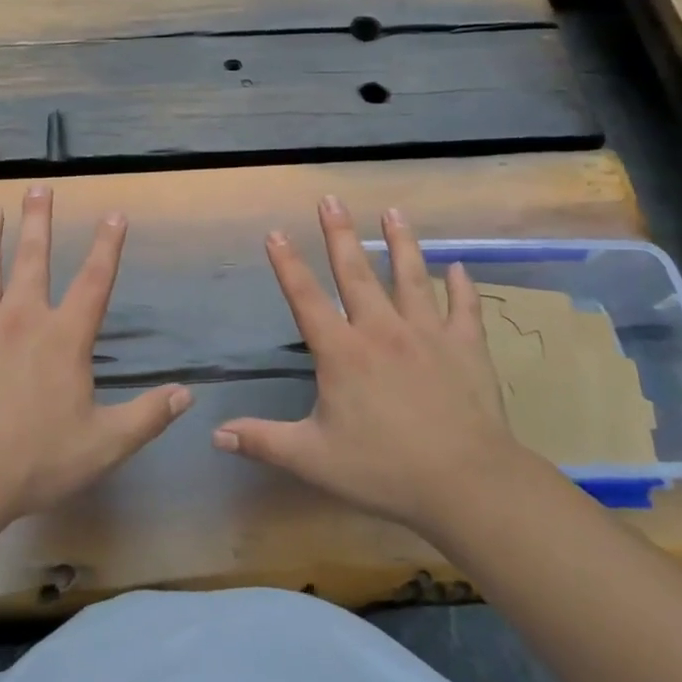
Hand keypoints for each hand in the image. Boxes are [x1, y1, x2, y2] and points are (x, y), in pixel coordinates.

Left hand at [0, 185, 191, 522]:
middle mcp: (20, 318)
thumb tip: (186, 394)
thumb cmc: (35, 460)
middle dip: (38, 220)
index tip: (113, 213)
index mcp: (63, 337)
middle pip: (32, 259)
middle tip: (38, 187)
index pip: (94, 281)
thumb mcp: (104, 445)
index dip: (107, 246)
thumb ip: (147, 417)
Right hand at [213, 196, 520, 535]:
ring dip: (400, 242)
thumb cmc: (384, 469)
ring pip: (410, 277)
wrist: (466, 482)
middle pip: (356, 273)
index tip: (276, 232)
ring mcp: (427, 334)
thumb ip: (263, 441)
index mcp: (342, 353)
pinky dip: (461, 286)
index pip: (306, 299)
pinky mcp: (466, 348)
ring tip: (393, 211)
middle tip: (331, 199)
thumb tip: (215, 434)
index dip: (288, 264)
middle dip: (340, 234)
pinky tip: (458, 267)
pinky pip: (464, 308)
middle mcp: (382, 331)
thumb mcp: (312, 459)